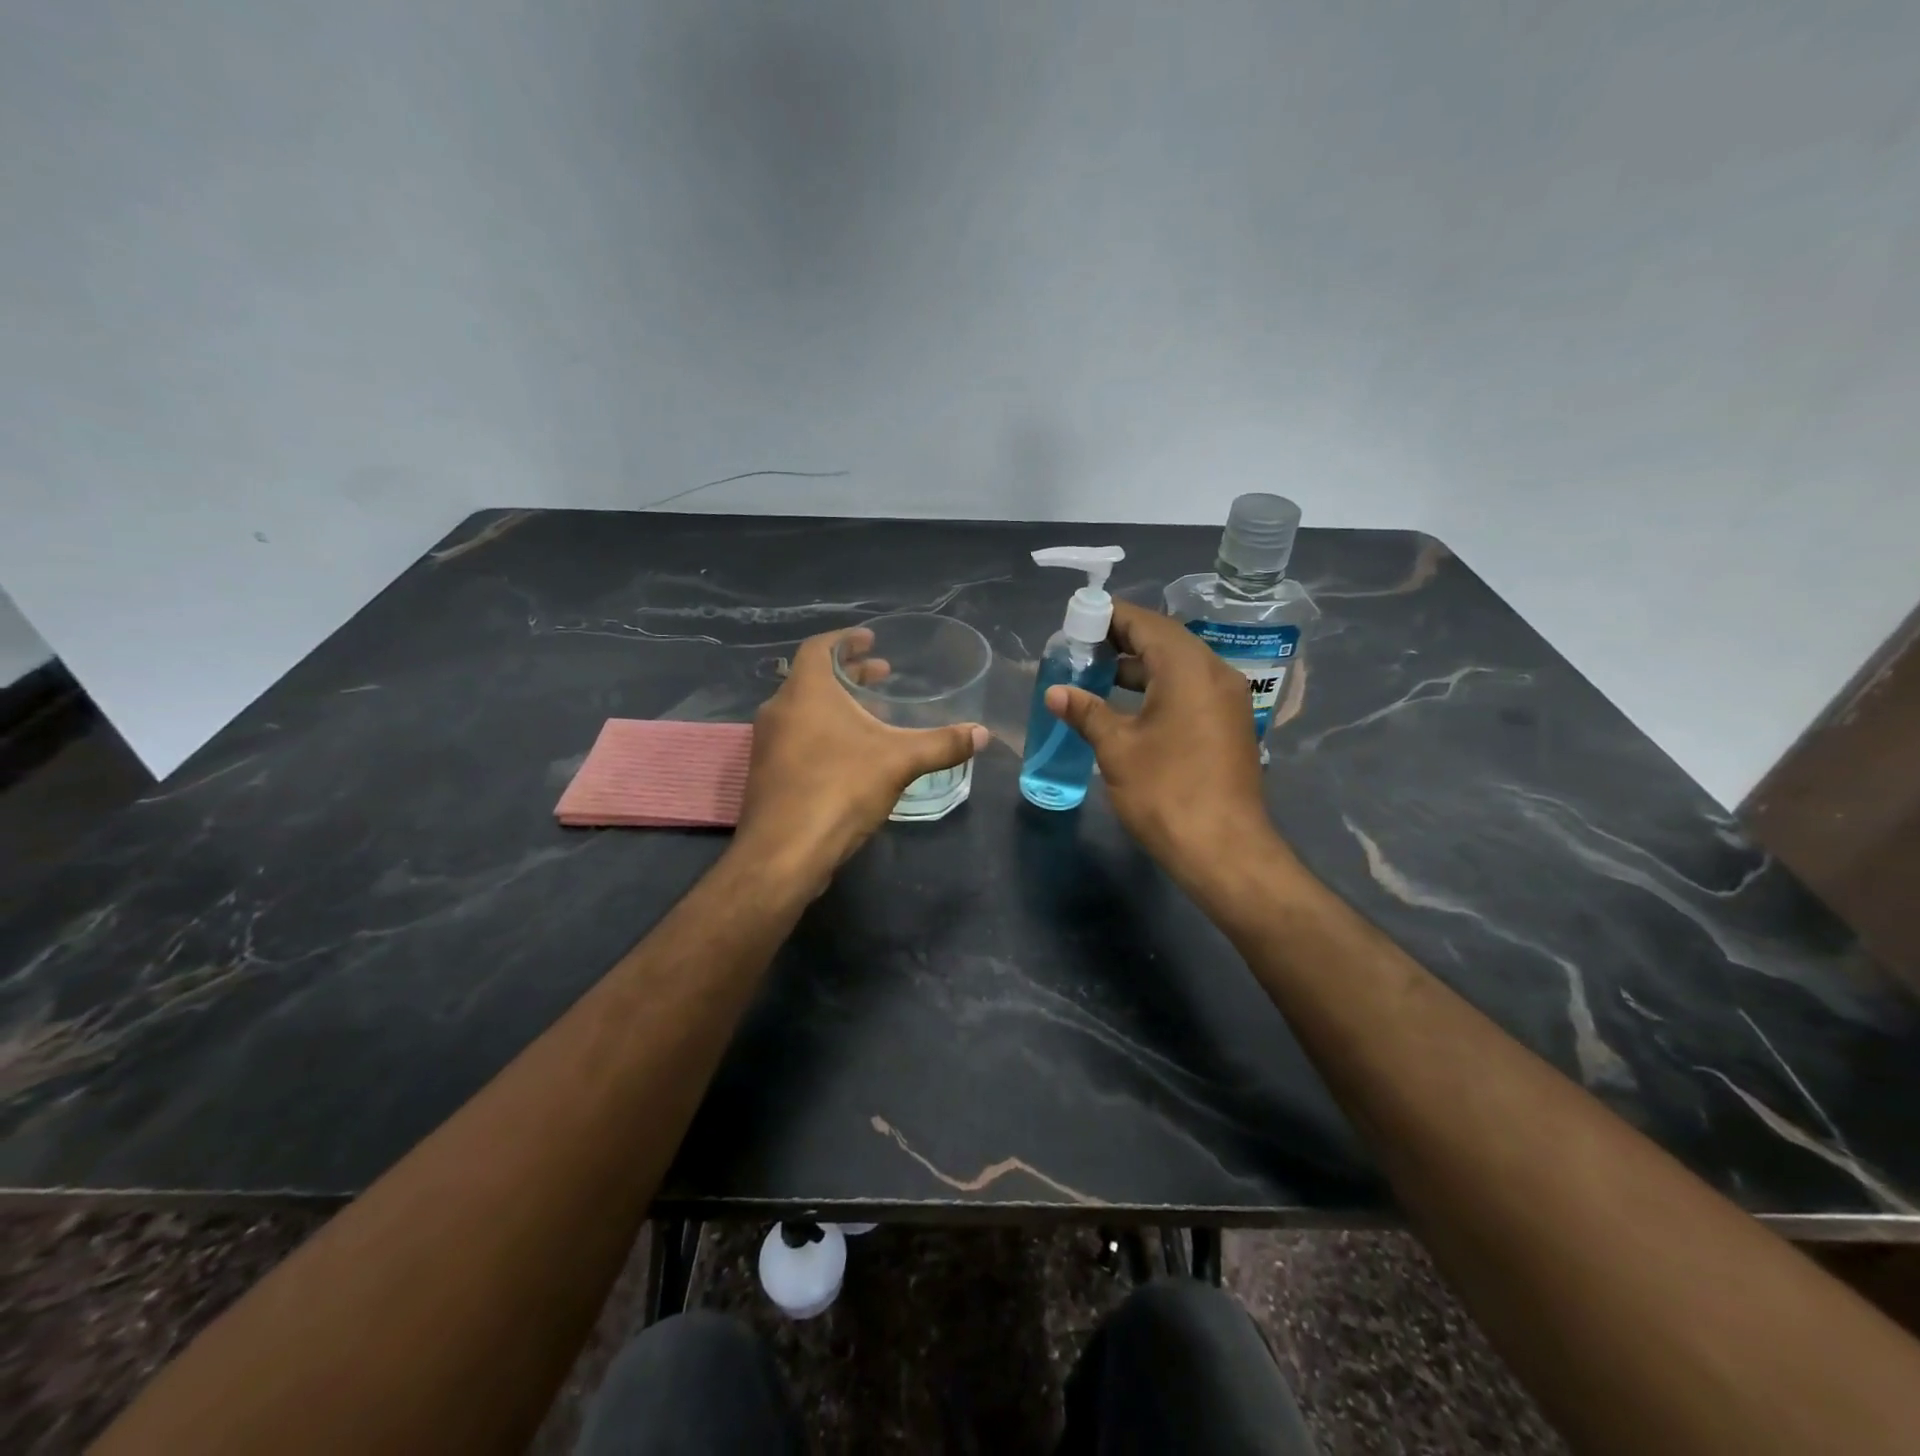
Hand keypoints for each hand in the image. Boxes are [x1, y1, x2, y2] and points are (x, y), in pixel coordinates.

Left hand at [736, 627, 987, 886]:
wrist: (784, 853)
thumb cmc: (839, 789)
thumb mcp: (899, 762)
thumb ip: (942, 744)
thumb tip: (983, 734)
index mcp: (806, 691)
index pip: (819, 647)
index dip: (846, 639)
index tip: (870, 639)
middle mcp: (779, 709)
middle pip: (814, 678)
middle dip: (850, 674)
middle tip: (882, 675)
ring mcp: (767, 743)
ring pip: (804, 710)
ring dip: (836, 705)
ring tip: (871, 715)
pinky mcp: (766, 773)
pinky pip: (796, 738)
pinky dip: (822, 732)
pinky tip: (849, 755)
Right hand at [1045, 600, 1287, 885]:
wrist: (1225, 850)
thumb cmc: (1166, 793)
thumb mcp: (1117, 749)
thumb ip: (1086, 712)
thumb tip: (1055, 692)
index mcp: (1189, 670)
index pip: (1147, 624)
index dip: (1110, 617)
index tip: (1077, 620)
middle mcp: (1216, 674)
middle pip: (1166, 640)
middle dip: (1123, 639)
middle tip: (1082, 646)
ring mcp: (1228, 700)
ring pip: (1180, 665)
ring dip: (1142, 665)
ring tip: (1098, 672)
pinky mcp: (1230, 724)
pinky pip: (1192, 688)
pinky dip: (1161, 686)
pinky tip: (1130, 704)